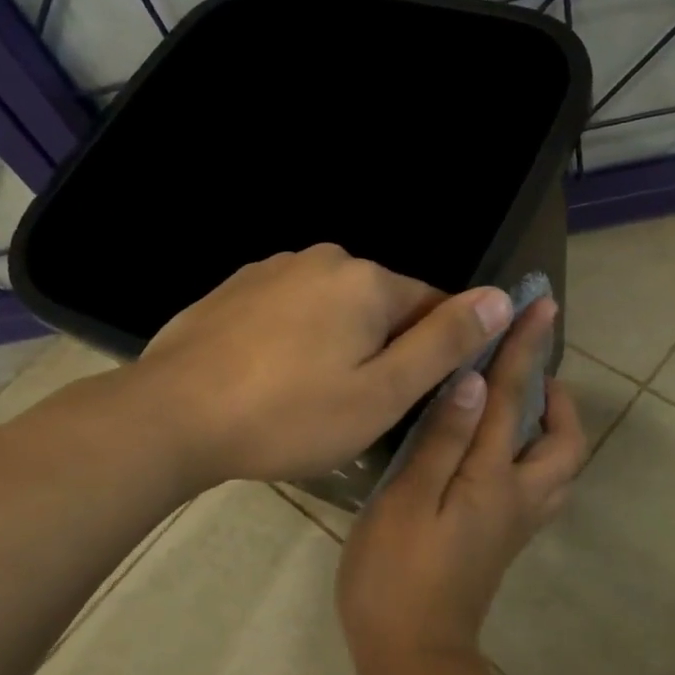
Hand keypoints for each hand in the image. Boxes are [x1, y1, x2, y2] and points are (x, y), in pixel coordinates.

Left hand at [125, 244, 513, 489]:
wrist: (172, 416)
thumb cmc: (289, 414)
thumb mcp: (382, 392)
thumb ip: (445, 343)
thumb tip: (502, 296)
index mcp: (367, 280)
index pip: (433, 305)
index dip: (434, 353)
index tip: (412, 396)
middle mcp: (323, 258)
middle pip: (382, 305)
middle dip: (384, 349)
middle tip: (358, 408)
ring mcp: (273, 269)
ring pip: (334, 309)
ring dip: (339, 344)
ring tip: (311, 399)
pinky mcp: (235, 289)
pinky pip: (291, 312)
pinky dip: (297, 341)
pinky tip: (273, 380)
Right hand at [337, 297, 585, 674]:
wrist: (413, 656)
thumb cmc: (396, 577)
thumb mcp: (406, 501)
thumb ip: (442, 440)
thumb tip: (472, 381)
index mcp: (492, 479)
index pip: (512, 399)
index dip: (524, 348)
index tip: (540, 306)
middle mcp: (517, 498)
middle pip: (564, 443)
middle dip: (557, 398)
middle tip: (530, 372)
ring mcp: (514, 525)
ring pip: (558, 469)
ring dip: (552, 430)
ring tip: (519, 406)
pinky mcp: (502, 543)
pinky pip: (538, 488)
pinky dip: (534, 458)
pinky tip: (497, 453)